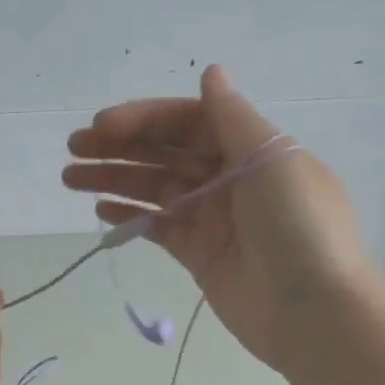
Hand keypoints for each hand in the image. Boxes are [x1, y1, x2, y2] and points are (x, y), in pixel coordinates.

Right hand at [62, 65, 374, 376]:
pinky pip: (157, 226)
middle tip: (73, 150)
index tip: (101, 126)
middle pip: (165, 153)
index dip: (144, 119)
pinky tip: (100, 211)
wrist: (314, 311)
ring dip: (114, 179)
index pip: (188, 122)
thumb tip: (210, 72)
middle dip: (119, 147)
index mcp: (249, 148)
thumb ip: (233, 117)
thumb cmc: (298, 226)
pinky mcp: (198, 254)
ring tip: (70, 178)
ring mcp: (211, 217)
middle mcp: (228, 177)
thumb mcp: (272, 160)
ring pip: (154, 188)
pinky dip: (129, 216)